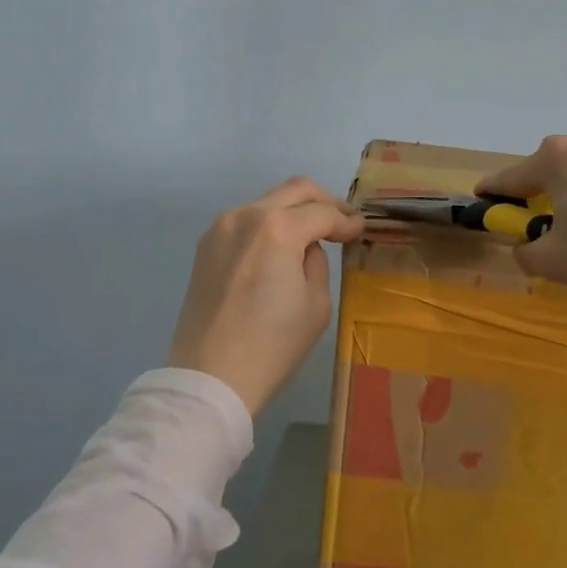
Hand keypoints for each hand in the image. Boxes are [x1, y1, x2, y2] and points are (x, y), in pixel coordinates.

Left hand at [168, 177, 365, 416]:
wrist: (209, 377)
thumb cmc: (271, 345)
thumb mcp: (315, 305)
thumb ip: (317, 262)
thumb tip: (307, 247)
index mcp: (277, 228)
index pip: (322, 212)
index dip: (346, 220)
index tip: (361, 228)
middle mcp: (246, 215)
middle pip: (294, 190)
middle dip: (323, 201)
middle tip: (342, 220)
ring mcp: (221, 227)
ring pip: (267, 202)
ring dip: (293, 211)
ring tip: (312, 234)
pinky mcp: (206, 245)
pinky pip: (245, 221)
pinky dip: (268, 225)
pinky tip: (279, 248)